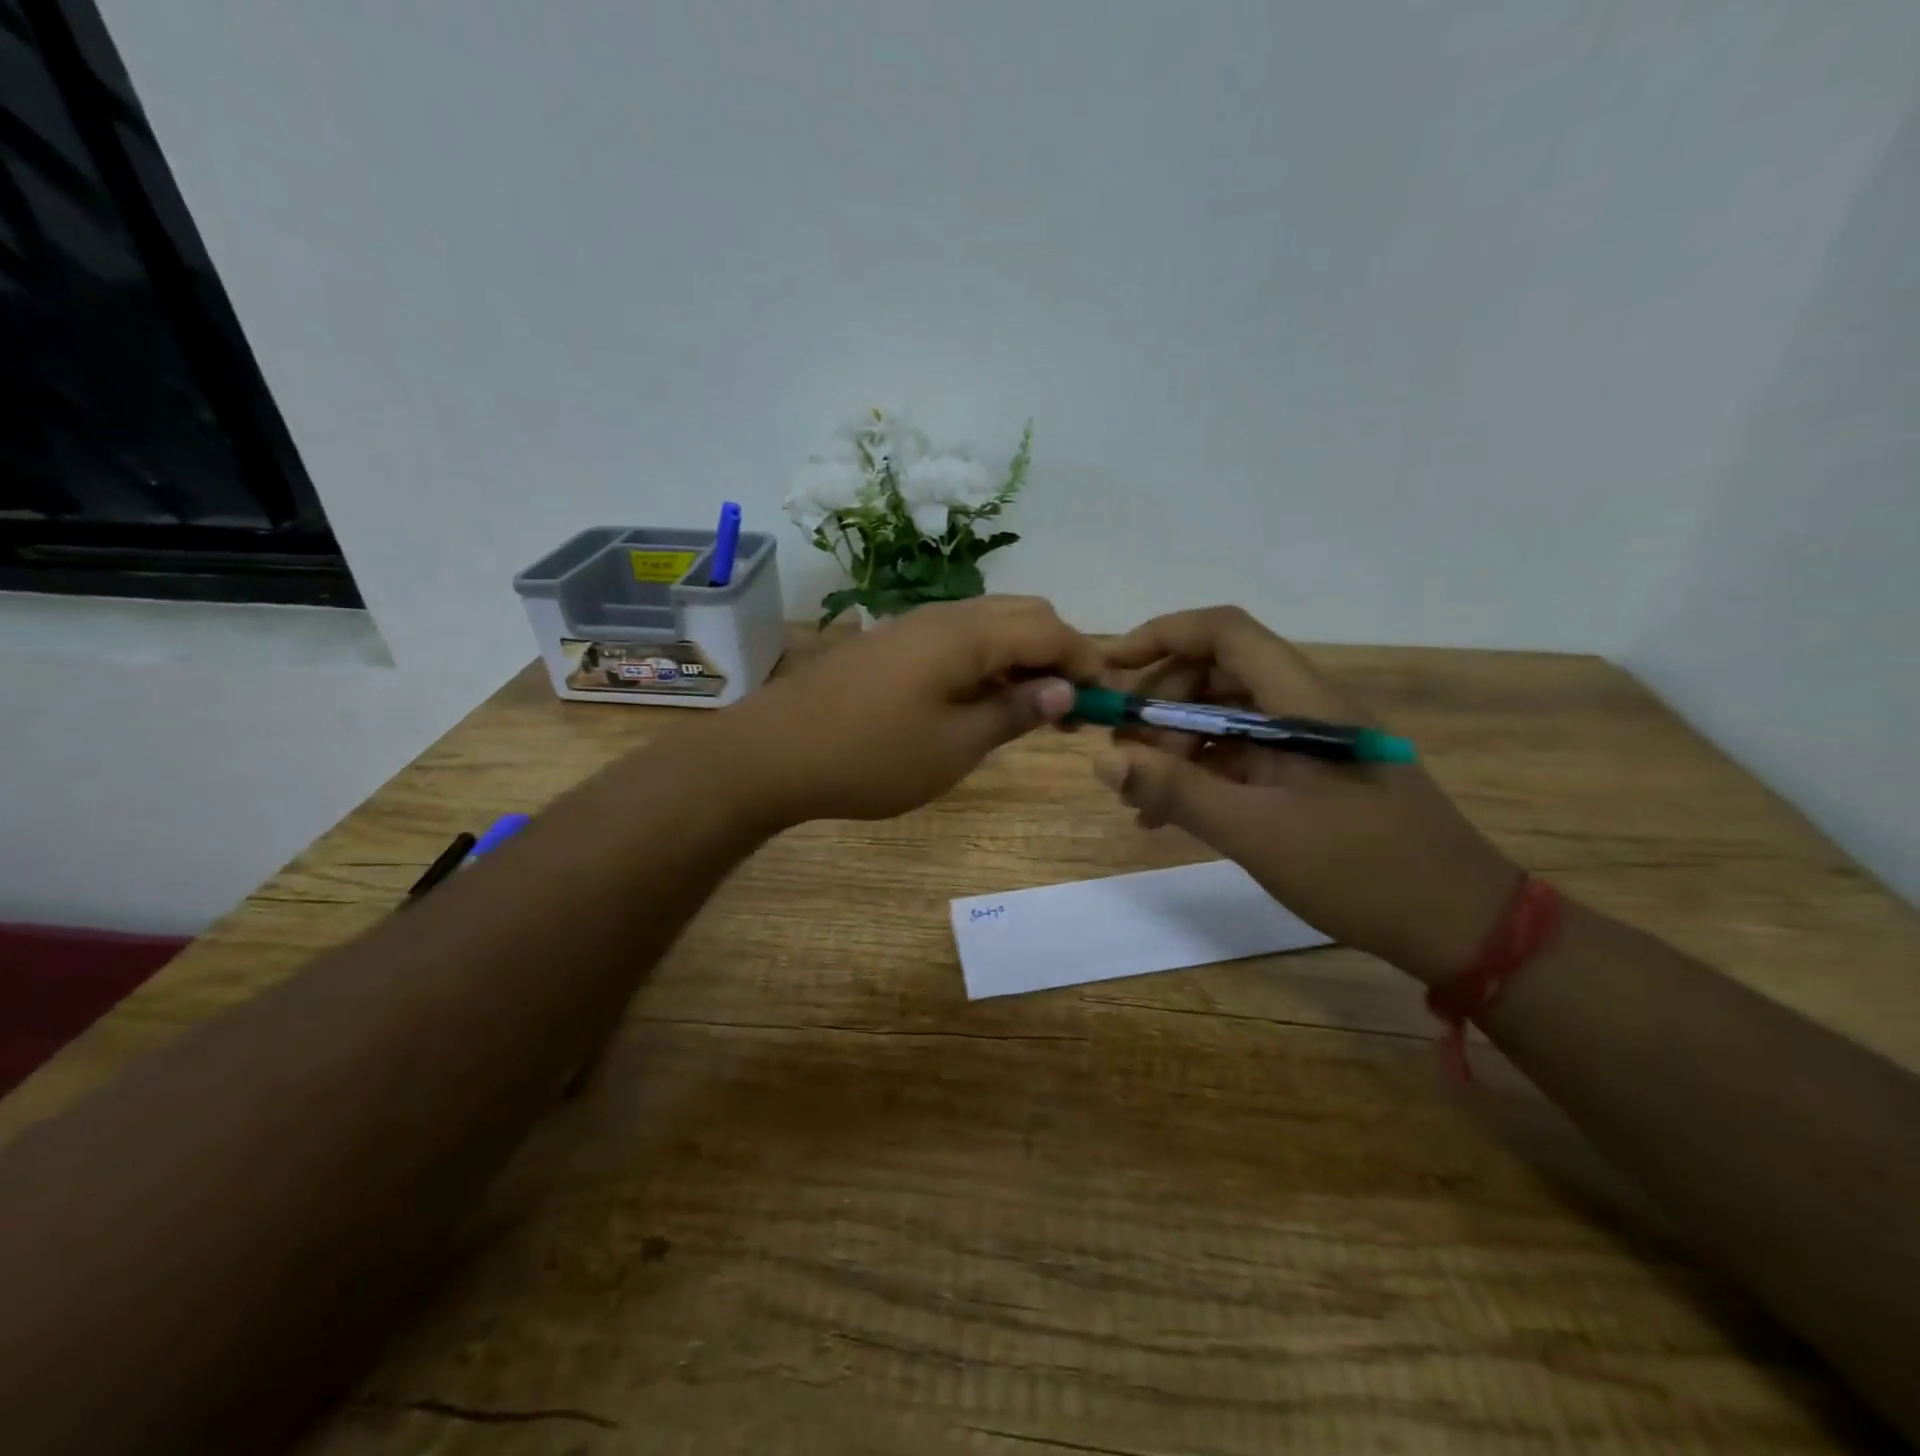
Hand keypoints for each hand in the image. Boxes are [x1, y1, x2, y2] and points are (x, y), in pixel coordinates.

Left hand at [725, 596, 1101, 825]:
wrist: (774, 752)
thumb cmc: (872, 756)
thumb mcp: (955, 746)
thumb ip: (1014, 711)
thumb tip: (1064, 690)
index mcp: (968, 634)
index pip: (1051, 630)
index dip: (1087, 661)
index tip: (1108, 699)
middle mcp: (946, 614)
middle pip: (1025, 614)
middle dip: (1059, 652)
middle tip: (1069, 706)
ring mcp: (914, 624)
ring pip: (991, 623)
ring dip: (1023, 655)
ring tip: (1031, 707)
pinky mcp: (893, 643)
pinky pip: (959, 638)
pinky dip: (988, 660)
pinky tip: (982, 699)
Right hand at [1094, 606, 1521, 983]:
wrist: (1460, 924)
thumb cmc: (1362, 871)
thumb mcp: (1257, 832)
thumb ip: (1178, 790)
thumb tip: (1104, 759)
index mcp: (1302, 701)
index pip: (1225, 633)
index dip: (1163, 636)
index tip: (1112, 670)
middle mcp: (1305, 707)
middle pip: (1216, 674)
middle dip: (1160, 706)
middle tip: (1122, 757)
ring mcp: (1308, 742)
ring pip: (1225, 717)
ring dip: (1175, 745)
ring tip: (1138, 796)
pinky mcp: (1309, 775)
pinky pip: (1241, 756)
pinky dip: (1200, 774)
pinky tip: (1168, 815)